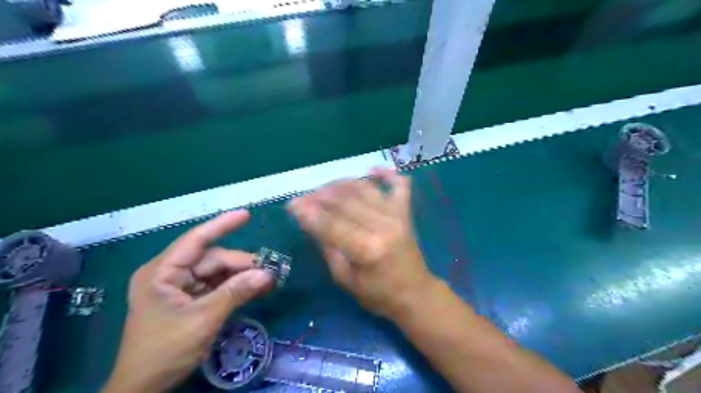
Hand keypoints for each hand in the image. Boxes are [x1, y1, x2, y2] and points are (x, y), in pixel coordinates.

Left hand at [103, 212, 272, 392]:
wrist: (144, 388)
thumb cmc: (165, 350)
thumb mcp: (203, 319)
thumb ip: (235, 292)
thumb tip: (267, 274)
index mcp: (162, 272)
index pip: (196, 240)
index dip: (222, 225)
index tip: (246, 214)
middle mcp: (170, 274)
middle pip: (213, 259)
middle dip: (241, 264)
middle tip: (268, 273)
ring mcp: (180, 287)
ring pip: (218, 273)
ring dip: (241, 277)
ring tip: (266, 282)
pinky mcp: (190, 300)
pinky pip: (217, 286)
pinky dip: (236, 288)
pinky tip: (255, 289)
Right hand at [285, 168, 435, 318]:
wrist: (415, 294)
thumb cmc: (378, 294)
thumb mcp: (344, 279)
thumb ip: (327, 248)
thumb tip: (310, 222)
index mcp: (367, 249)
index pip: (331, 224)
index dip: (309, 213)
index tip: (292, 205)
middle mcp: (383, 226)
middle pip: (345, 201)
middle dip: (319, 196)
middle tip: (303, 197)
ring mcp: (397, 216)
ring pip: (364, 188)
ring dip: (341, 184)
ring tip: (323, 188)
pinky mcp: (406, 212)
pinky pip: (399, 185)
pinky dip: (386, 174)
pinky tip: (371, 170)